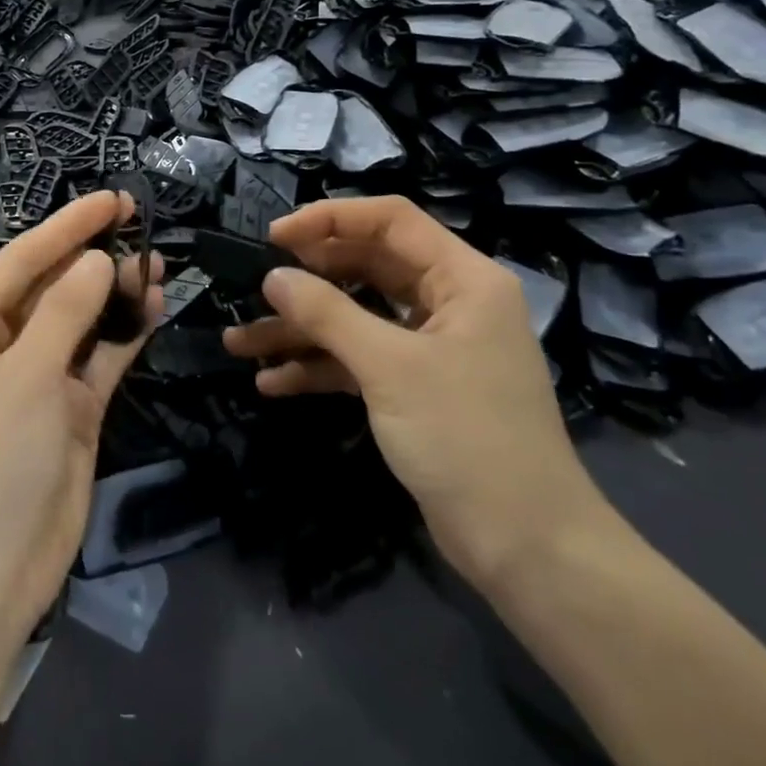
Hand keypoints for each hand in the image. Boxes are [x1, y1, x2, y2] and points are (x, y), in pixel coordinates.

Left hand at [0, 191, 163, 642]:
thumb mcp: (26, 374)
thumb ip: (66, 312)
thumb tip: (99, 260)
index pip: (22, 261)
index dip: (67, 227)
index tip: (112, 201)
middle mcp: (2, 348)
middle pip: (53, 287)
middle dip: (94, 255)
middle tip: (142, 222)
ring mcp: (39, 381)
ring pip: (82, 322)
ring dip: (116, 293)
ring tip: (156, 261)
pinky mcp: (71, 412)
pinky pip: (100, 360)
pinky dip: (125, 335)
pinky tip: (154, 306)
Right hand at [222, 195, 607, 586]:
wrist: (525, 547)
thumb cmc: (466, 437)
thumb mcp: (390, 367)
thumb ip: (328, 314)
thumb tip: (274, 278)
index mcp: (462, 279)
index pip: (391, 221)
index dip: (330, 219)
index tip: (274, 237)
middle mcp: (449, 303)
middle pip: (368, 267)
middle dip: (308, 278)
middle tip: (254, 284)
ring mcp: (431, 348)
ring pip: (357, 318)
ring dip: (301, 329)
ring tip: (239, 341)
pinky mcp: (415, 389)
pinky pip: (359, 361)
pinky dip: (320, 367)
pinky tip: (272, 382)